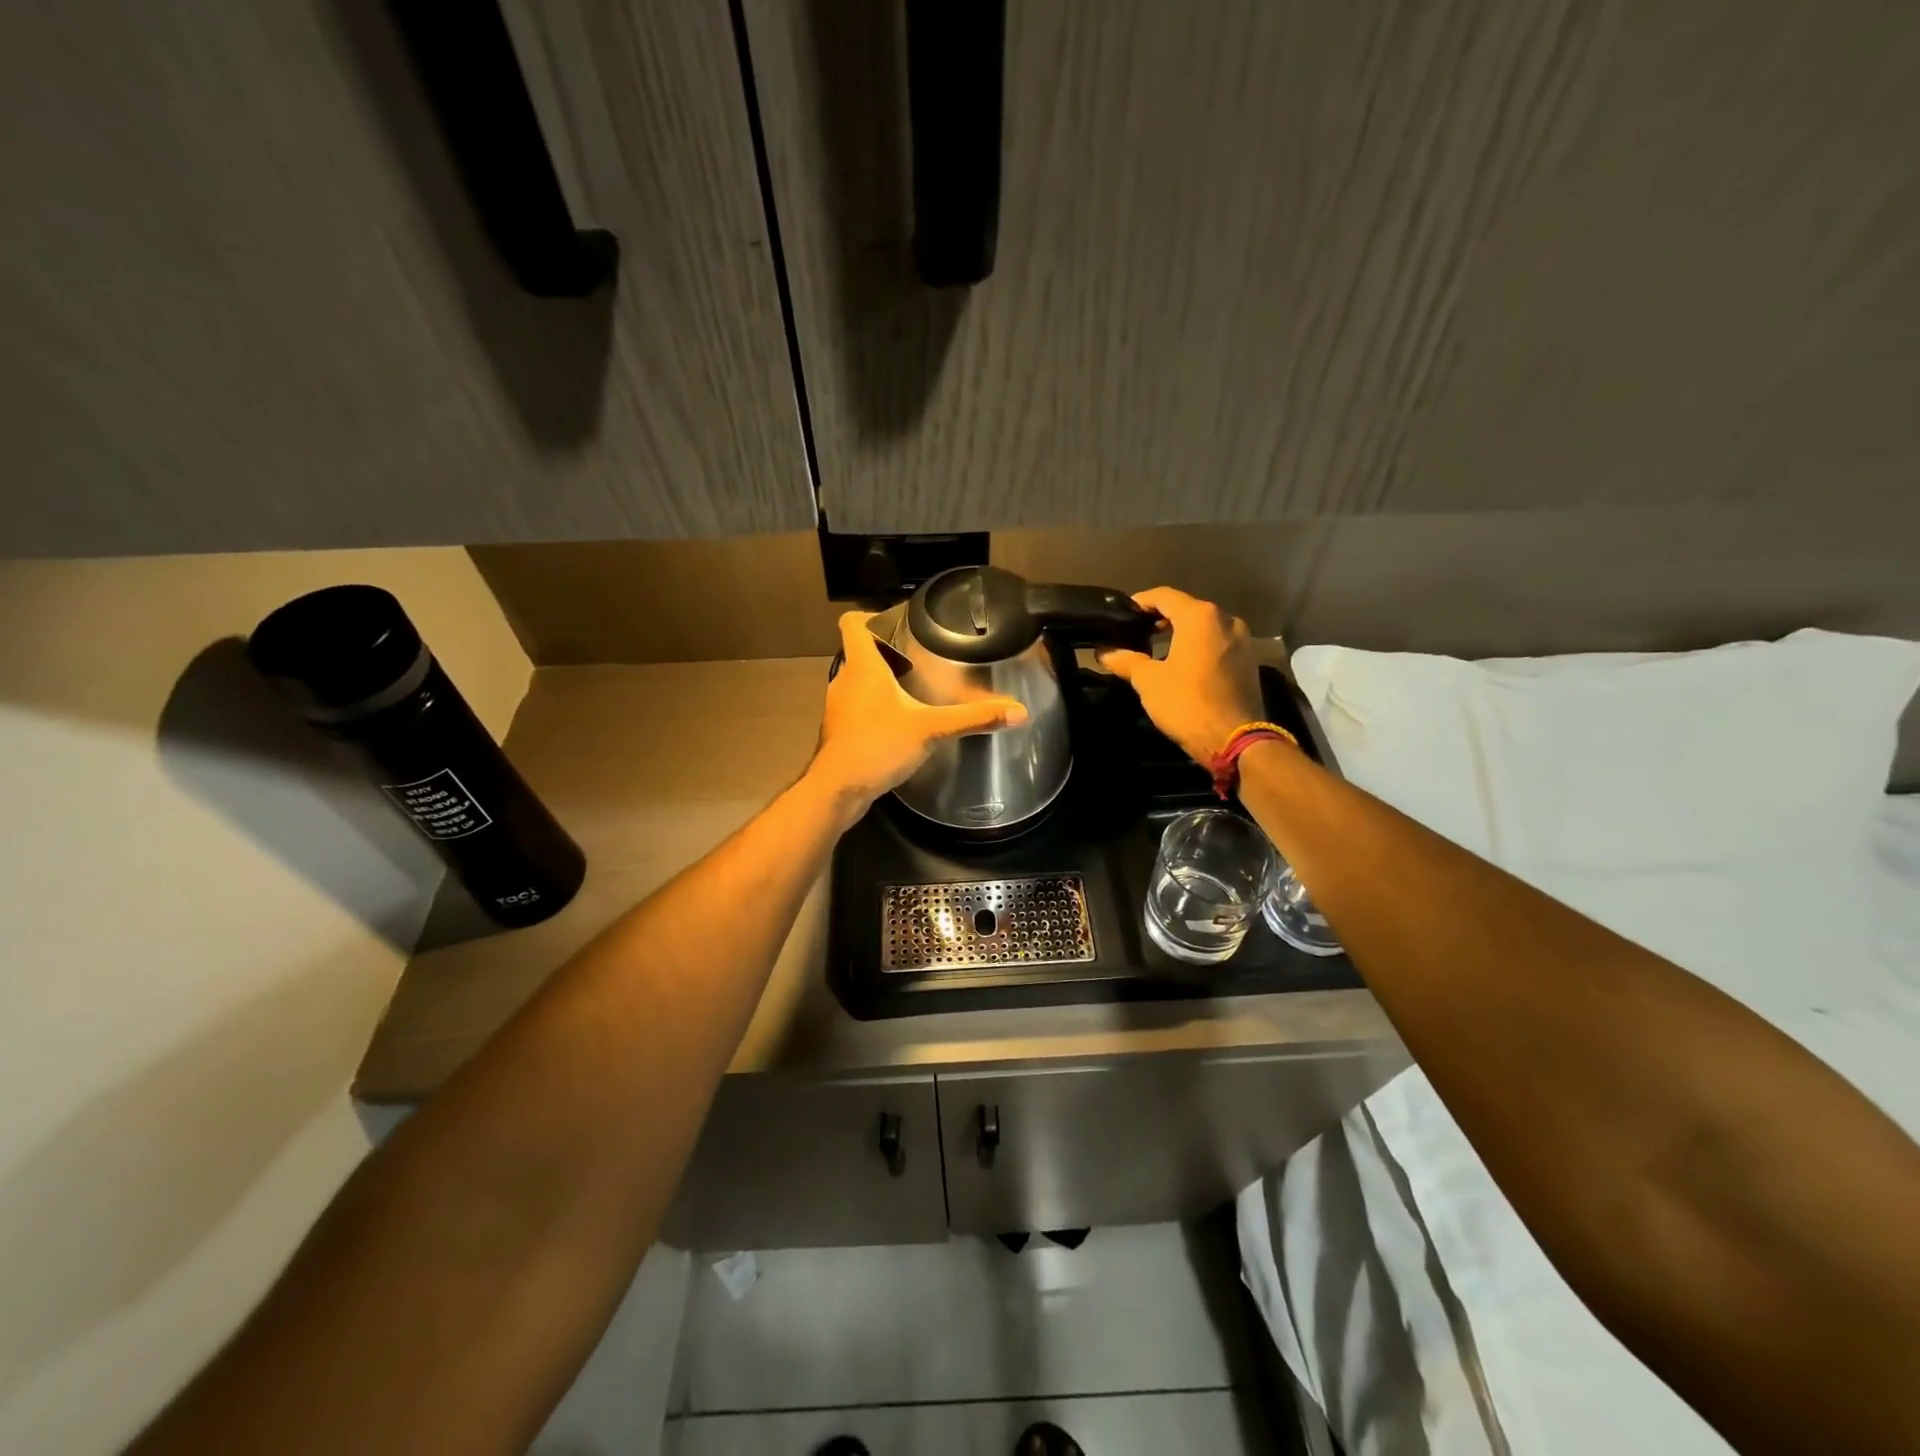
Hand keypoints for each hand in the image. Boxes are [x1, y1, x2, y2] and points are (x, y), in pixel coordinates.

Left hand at [807, 611, 1028, 824]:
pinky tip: (900, 721)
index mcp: (862, 667)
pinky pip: (858, 706)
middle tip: (922, 655)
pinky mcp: (839, 730)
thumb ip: (973, 718)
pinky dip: (876, 706)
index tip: (900, 621)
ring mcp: (838, 706)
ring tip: (915, 687)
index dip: (871, 615)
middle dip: (888, 650)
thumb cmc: (878, 746)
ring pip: (859, 680)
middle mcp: (844, 680)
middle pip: (860, 651)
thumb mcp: (931, 729)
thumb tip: (1018, 711)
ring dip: (882, 680)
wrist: (838, 790)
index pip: (852, 623)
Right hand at [1096, 587, 1264, 764]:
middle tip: (1138, 633)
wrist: (1235, 740)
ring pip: (1205, 627)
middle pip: (1187, 609)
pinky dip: (1199, 648)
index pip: (1164, 596)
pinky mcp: (1250, 661)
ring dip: (1182, 634)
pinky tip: (1183, 665)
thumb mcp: (1149, 681)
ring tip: (1158, 650)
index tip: (1123, 614)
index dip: (1141, 602)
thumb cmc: (1187, 703)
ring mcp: (1243, 640)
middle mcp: (1226, 619)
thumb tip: (1104, 651)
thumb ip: (1126, 660)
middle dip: (1162, 618)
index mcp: (1200, 617)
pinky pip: (1218, 644)